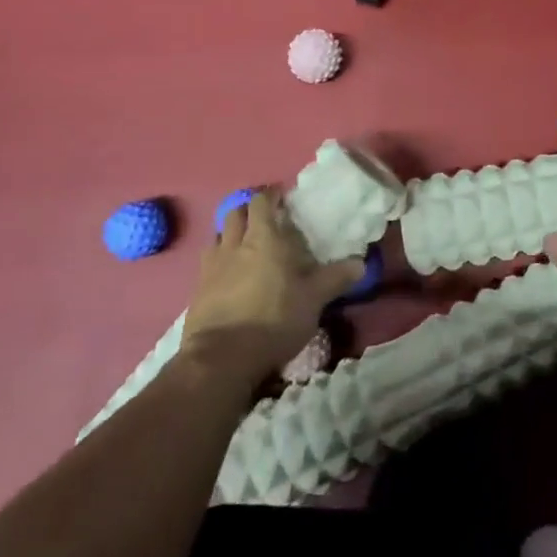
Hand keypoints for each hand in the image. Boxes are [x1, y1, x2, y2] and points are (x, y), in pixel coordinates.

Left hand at [180, 189, 362, 388]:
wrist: (221, 359)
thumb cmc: (274, 319)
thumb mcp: (313, 300)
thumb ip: (335, 278)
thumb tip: (360, 263)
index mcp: (264, 238)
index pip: (262, 202)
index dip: (271, 196)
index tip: (282, 199)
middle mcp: (234, 244)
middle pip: (235, 213)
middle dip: (249, 211)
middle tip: (265, 220)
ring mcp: (211, 267)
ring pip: (218, 236)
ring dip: (231, 234)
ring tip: (245, 245)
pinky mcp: (196, 290)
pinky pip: (208, 263)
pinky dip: (219, 261)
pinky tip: (229, 275)